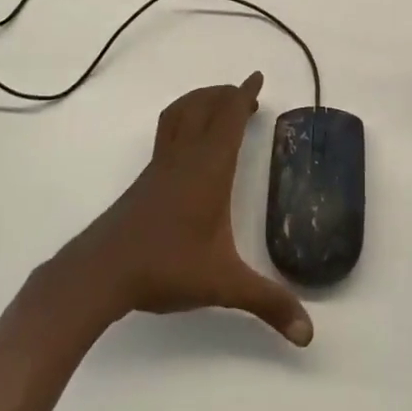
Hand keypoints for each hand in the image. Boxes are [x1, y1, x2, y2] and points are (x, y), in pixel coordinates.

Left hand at [65, 73, 312, 346]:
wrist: (101, 271)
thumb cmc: (166, 267)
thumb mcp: (223, 285)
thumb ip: (268, 303)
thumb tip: (309, 333)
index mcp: (209, 169)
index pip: (230, 119)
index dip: (244, 96)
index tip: (256, 77)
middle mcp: (185, 158)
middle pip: (204, 108)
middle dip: (225, 94)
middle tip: (244, 93)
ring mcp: (160, 167)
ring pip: (180, 116)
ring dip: (200, 102)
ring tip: (216, 106)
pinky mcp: (145, 181)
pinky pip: (168, 134)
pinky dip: (182, 121)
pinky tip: (187, 146)